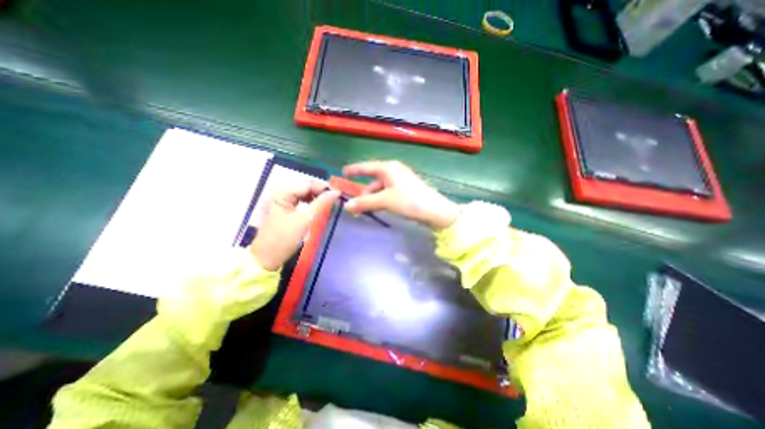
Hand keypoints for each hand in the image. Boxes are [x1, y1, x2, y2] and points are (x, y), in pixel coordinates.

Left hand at [250, 182, 338, 268]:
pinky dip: (312, 203)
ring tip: (330, 203)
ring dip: (318, 197)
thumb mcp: (305, 220)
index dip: (323, 188)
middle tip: (335, 199)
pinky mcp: (286, 209)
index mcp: (282, 193)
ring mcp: (283, 201)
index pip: (307, 184)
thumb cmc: (285, 238)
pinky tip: (320, 207)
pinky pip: (302, 201)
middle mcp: (281, 193)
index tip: (338, 194)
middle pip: (306, 187)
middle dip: (321, 192)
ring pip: (305, 194)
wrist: (268, 257)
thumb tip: (337, 192)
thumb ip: (321, 204)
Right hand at [343, 159, 456, 227]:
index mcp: (388, 168)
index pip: (366, 167)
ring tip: (364, 211)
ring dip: (371, 199)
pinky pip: (387, 193)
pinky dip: (380, 200)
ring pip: (379, 189)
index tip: (343, 173)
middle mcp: (393, 171)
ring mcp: (400, 181)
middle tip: (354, 207)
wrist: (435, 211)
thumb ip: (365, 203)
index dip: (354, 170)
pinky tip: (377, 209)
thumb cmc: (409, 201)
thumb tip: (346, 206)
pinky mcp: (405, 190)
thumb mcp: (385, 201)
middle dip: (363, 193)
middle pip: (372, 181)